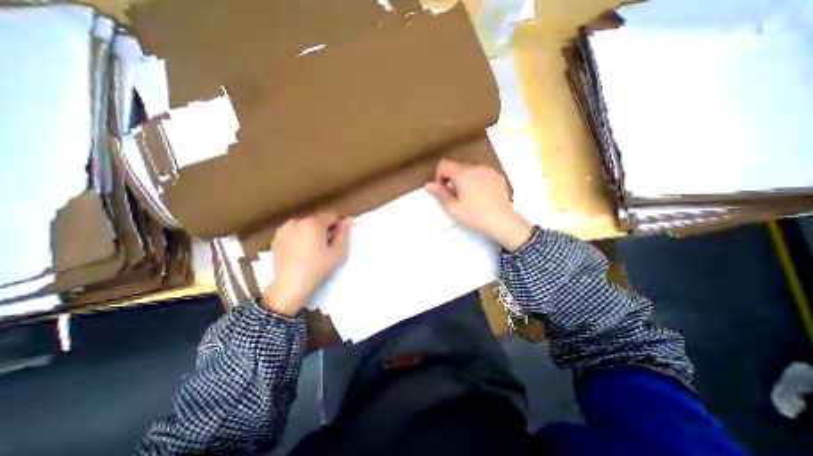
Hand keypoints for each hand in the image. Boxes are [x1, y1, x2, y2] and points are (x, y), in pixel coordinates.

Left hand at [260, 214, 349, 316]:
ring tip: (311, 251)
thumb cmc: (318, 269)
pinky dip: (299, 238)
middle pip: (318, 220)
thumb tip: (348, 219)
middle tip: (324, 248)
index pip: (332, 216)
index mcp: (313, 223)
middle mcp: (297, 221)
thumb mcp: (338, 252)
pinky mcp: (276, 238)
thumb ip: (344, 233)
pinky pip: (294, 232)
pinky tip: (300, 253)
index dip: (337, 228)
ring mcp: (284, 229)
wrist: (291, 287)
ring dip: (311, 233)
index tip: (335, 242)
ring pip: (306, 226)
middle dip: (324, 230)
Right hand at [427, 158, 535, 253]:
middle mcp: (476, 168)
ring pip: (470, 170)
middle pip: (457, 167)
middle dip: (452, 179)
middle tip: (455, 197)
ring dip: (464, 179)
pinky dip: (477, 181)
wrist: (502, 221)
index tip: (442, 190)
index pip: (444, 165)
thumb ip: (440, 194)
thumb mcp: (453, 208)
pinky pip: (482, 174)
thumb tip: (428, 185)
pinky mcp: (498, 177)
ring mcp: (489, 171)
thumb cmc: (474, 216)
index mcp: (463, 174)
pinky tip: (481, 195)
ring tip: (469, 197)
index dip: (439, 176)